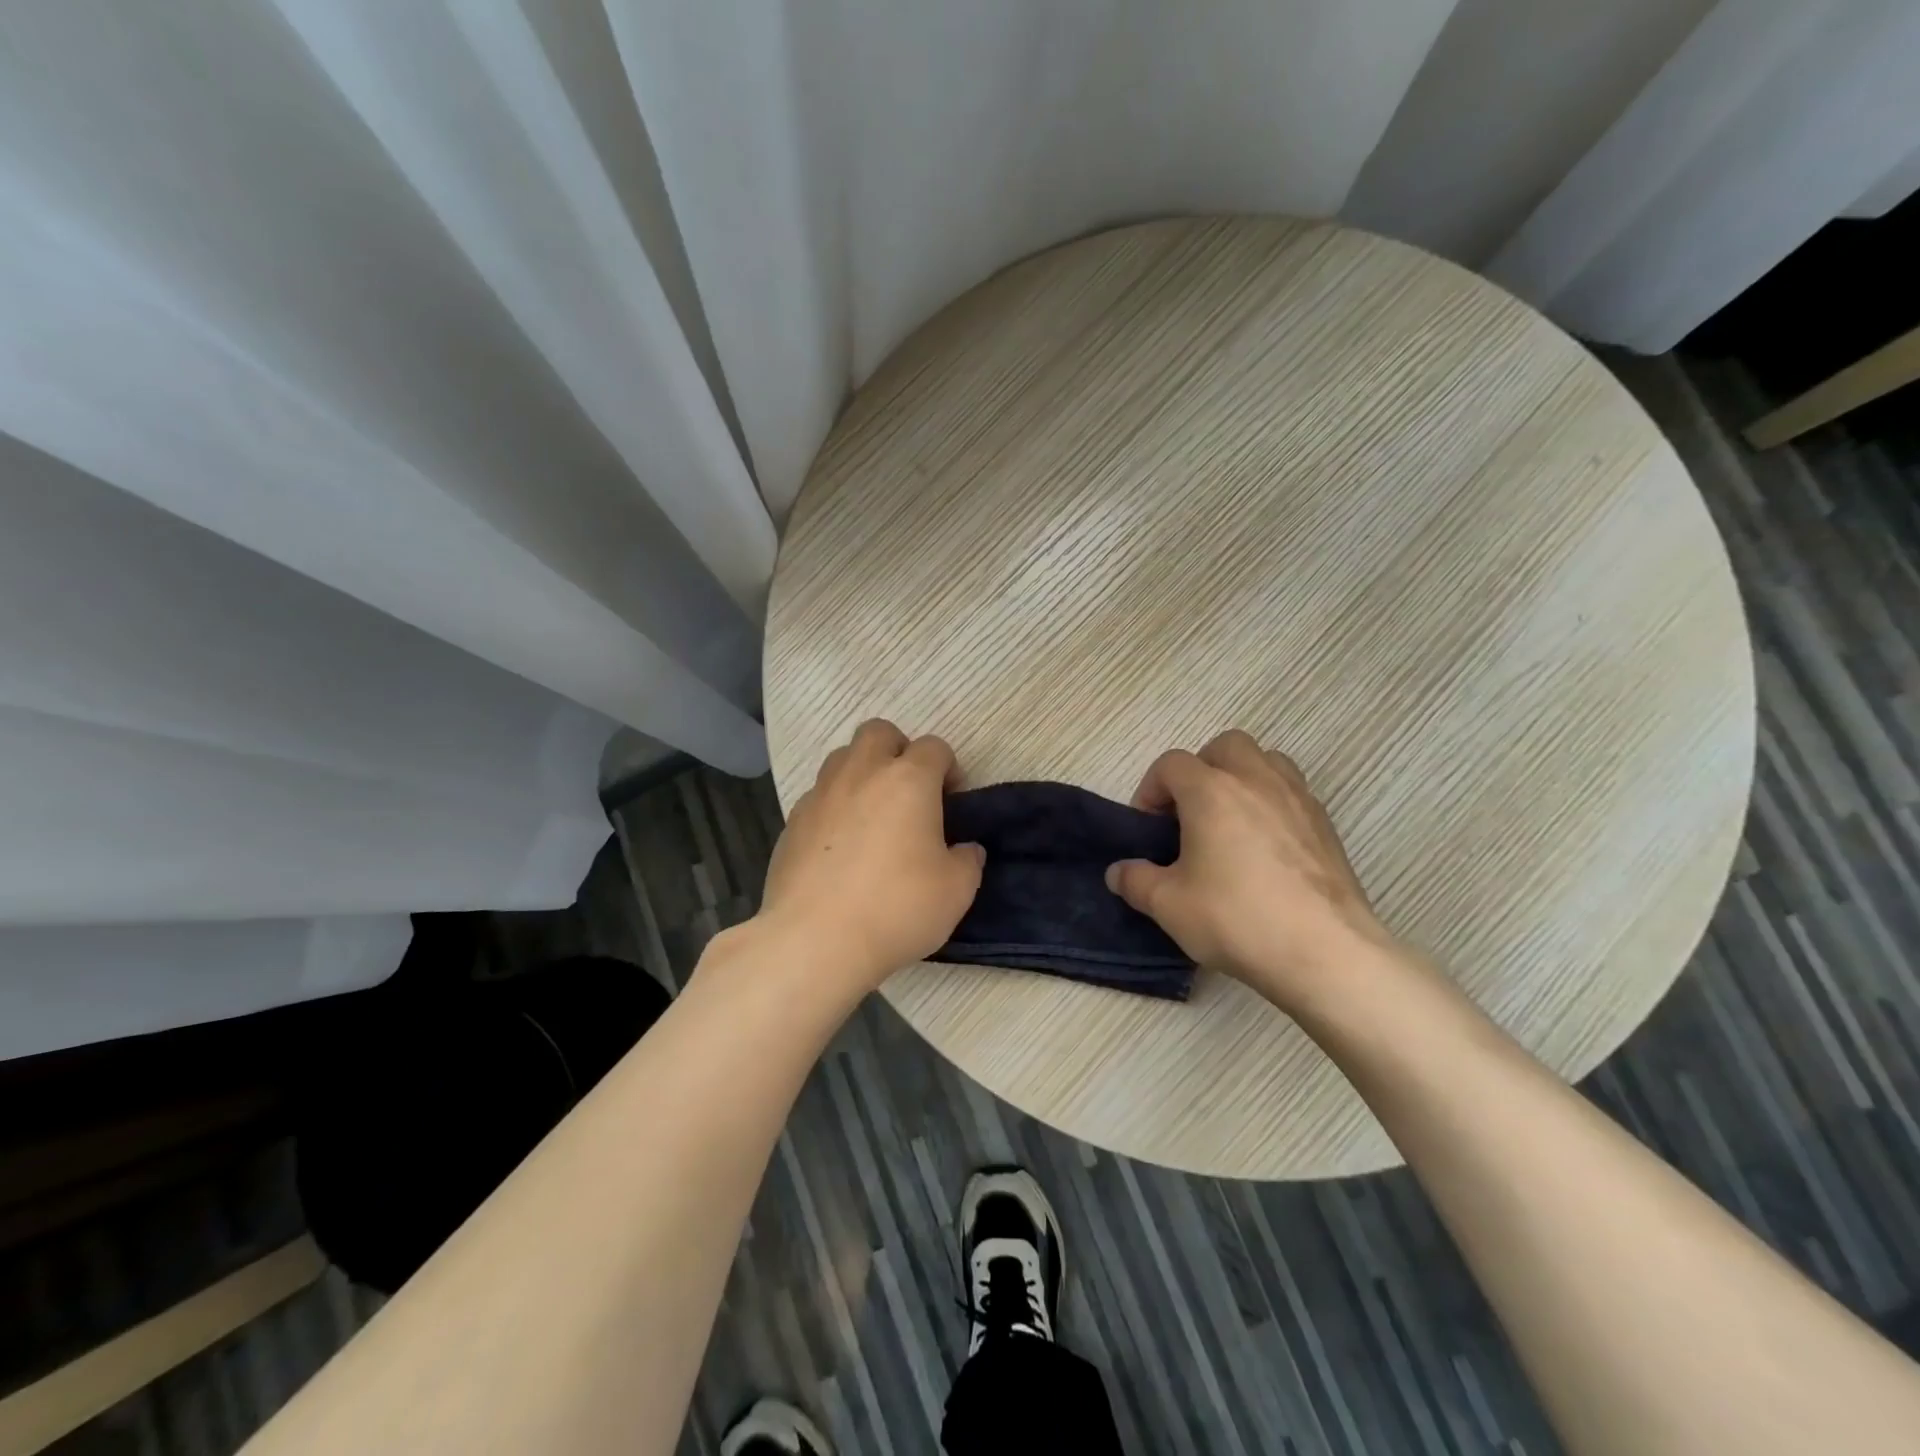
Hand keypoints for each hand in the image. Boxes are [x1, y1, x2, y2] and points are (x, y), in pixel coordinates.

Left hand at [756, 719, 984, 994]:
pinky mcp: (792, 821)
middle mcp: (861, 773)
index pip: (934, 747)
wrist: (815, 940)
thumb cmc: (896, 908)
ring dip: (862, 772)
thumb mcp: (956, 890)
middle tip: (908, 791)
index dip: (948, 768)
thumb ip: (968, 860)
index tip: (952, 800)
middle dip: (898, 750)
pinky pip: (819, 796)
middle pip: (879, 731)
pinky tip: (841, 845)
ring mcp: (820, 794)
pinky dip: (835, 806)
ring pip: (843, 757)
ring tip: (873, 814)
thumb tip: (965, 849)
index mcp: (908, 780)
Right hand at [1105, 729, 1396, 1009]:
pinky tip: (1265, 850)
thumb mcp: (1168, 905)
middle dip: (1201, 771)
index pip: (1171, 764)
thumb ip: (1135, 881)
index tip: (1147, 827)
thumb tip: (1118, 873)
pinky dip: (1272, 805)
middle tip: (1190, 814)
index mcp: (1211, 791)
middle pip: (1224, 746)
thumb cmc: (1237, 919)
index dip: (1151, 790)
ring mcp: (1298, 799)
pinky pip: (1292, 793)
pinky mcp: (1326, 825)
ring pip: (1266, 761)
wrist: (1326, 952)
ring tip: (1230, 823)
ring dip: (1242, 779)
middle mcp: (1256, 780)